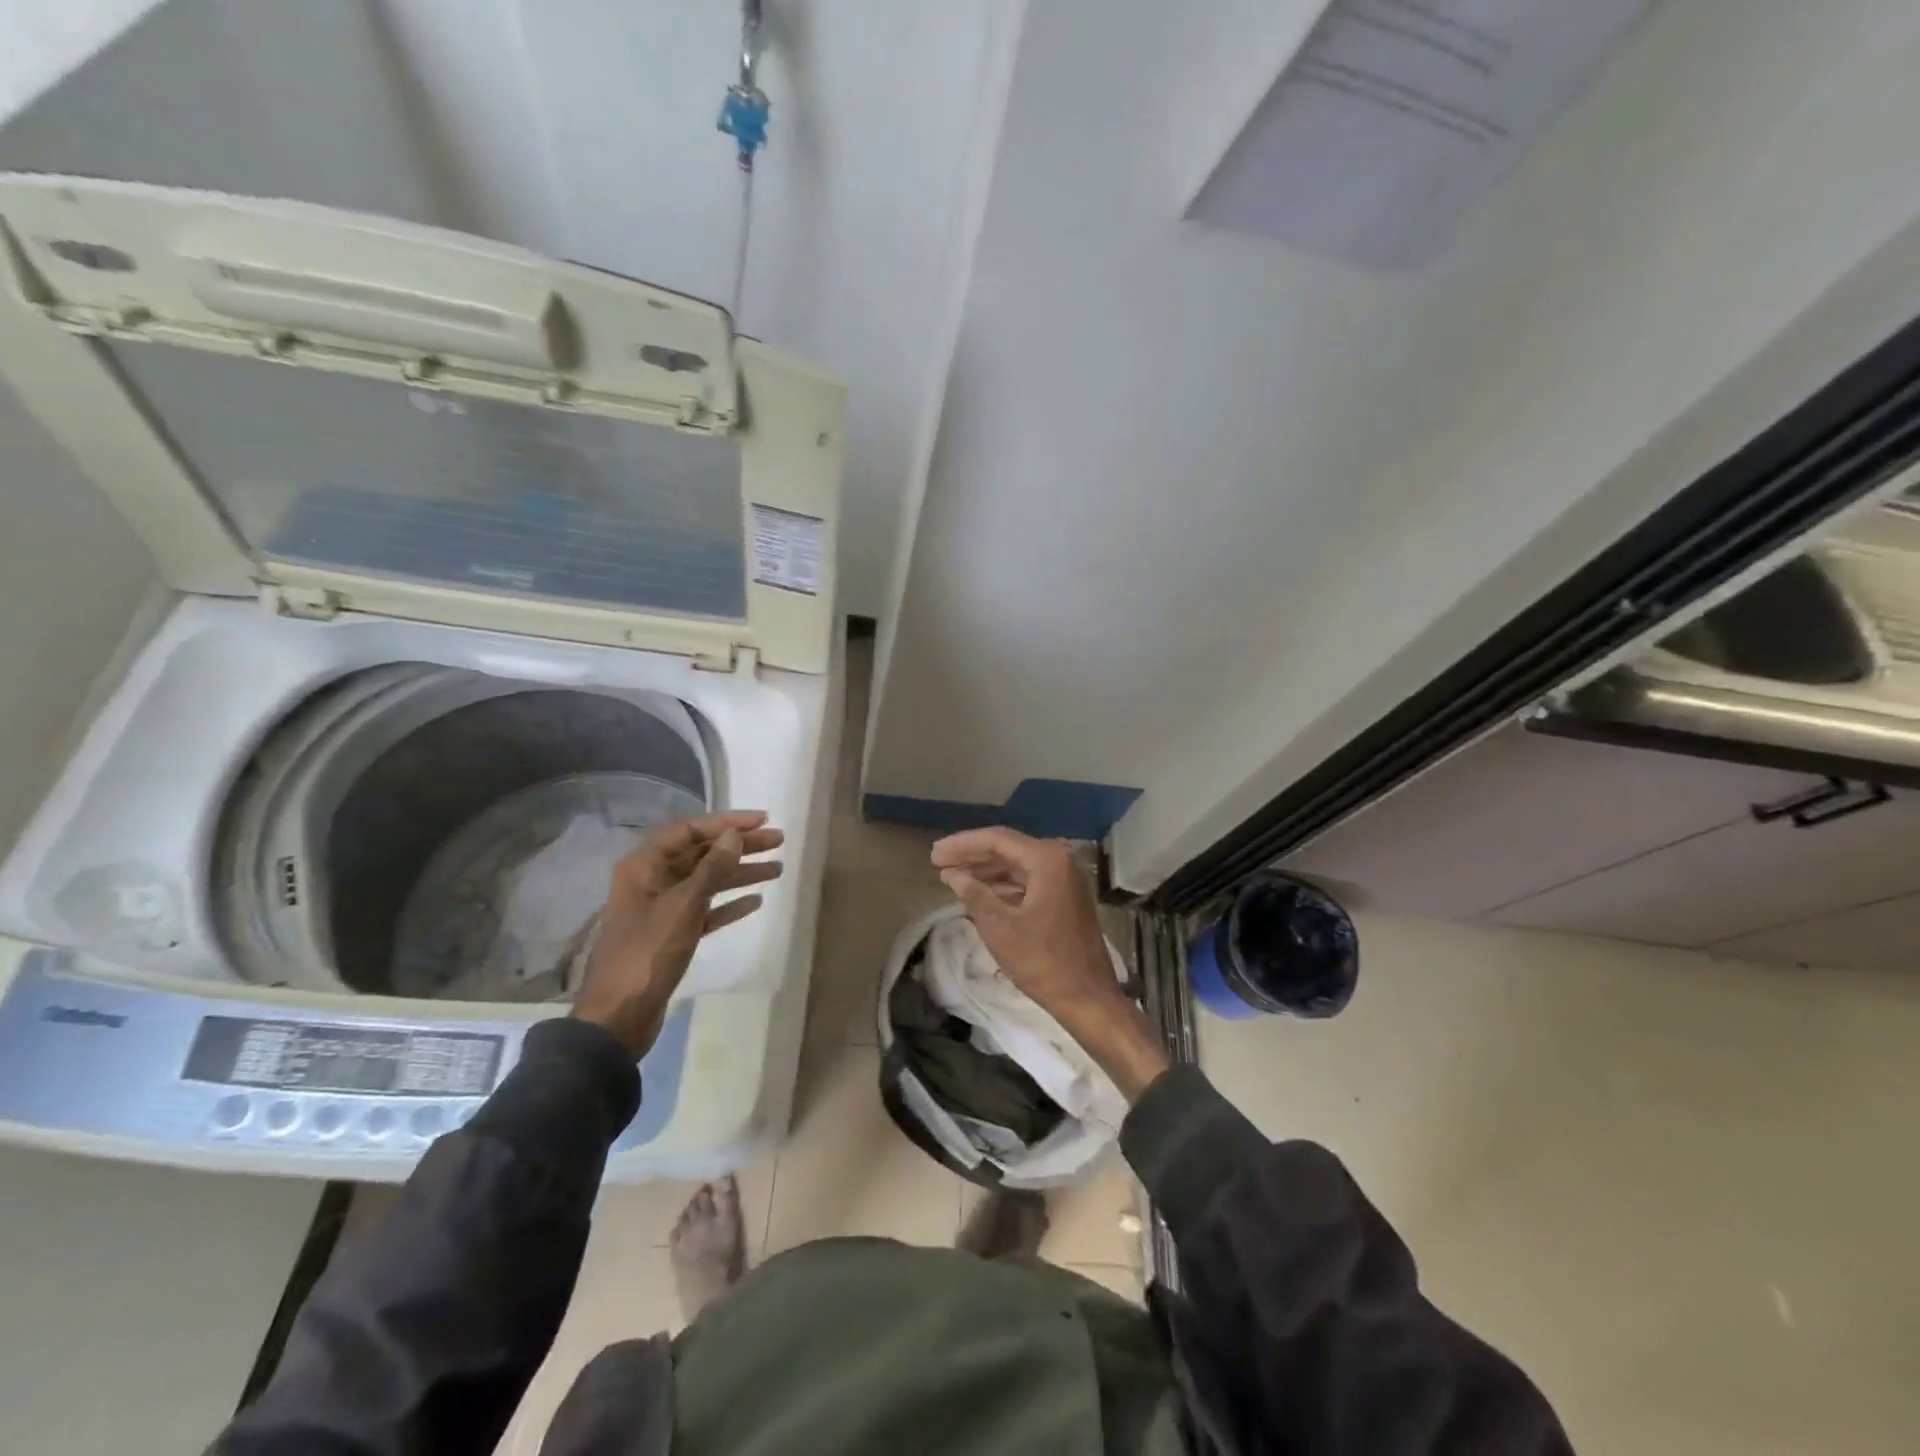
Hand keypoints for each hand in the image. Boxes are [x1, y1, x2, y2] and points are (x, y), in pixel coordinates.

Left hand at [571, 811, 783, 1055]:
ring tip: (777, 869)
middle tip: (778, 841)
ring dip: (739, 874)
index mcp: (644, 866)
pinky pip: (705, 910)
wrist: (618, 1017)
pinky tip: (755, 901)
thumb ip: (711, 868)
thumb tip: (734, 836)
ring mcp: (661, 909)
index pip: (689, 830)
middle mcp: (651, 880)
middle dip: (739, 846)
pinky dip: (728, 904)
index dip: (726, 822)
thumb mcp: (683, 906)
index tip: (762, 820)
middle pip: (701, 854)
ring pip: (706, 882)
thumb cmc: (647, 954)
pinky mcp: (671, 935)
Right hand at [931, 827, 1170, 1100]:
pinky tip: (978, 892)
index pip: (997, 840)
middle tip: (938, 860)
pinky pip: (1027, 881)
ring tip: (951, 875)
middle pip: (1007, 848)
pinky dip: (1002, 885)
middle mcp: (1059, 861)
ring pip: (1016, 865)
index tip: (934, 853)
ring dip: (985, 870)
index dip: (962, 845)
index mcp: (1047, 860)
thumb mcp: (1000, 927)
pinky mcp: (1064, 898)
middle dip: (971, 855)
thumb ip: (974, 894)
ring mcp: (1064, 880)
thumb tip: (952, 874)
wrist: (1088, 998)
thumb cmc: (1043, 962)